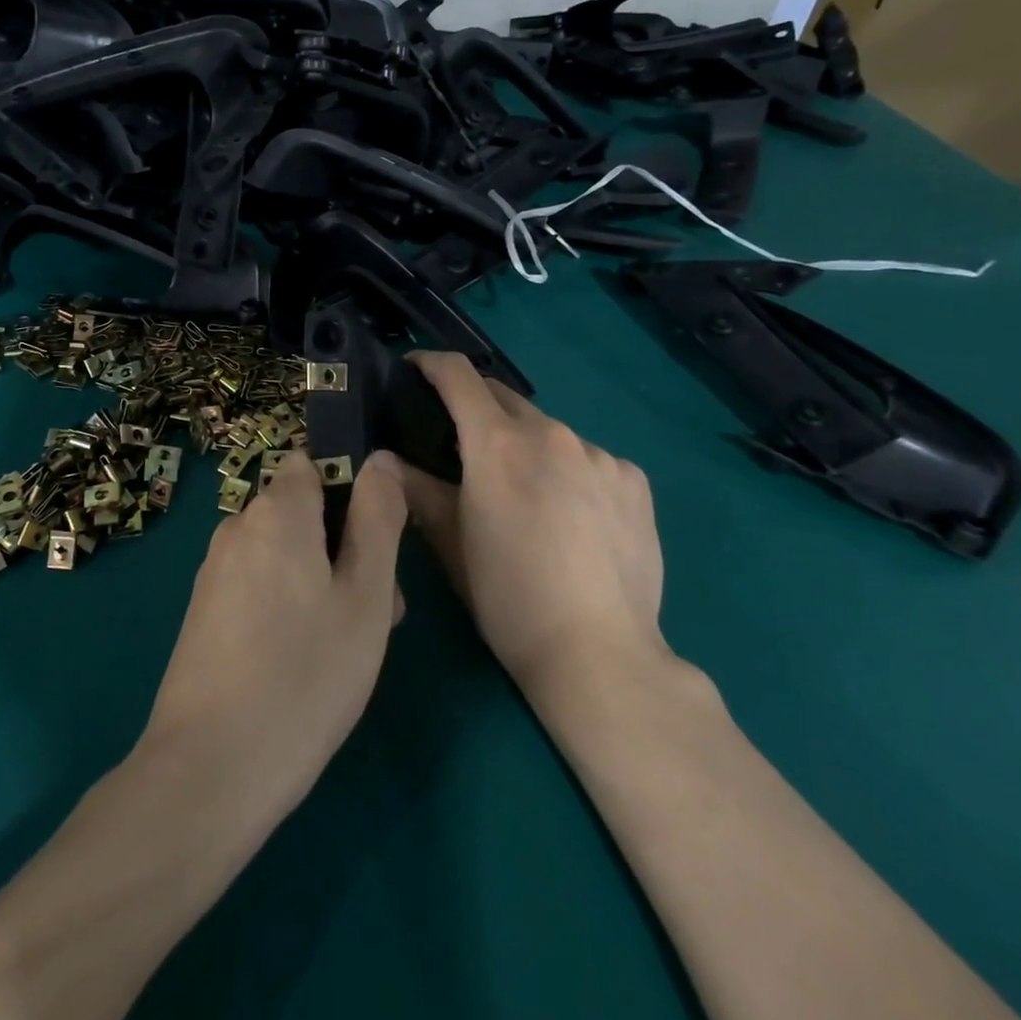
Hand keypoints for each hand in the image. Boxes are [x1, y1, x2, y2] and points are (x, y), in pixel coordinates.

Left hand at [139, 449, 408, 830]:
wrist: (210, 768)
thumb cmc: (305, 675)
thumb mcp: (364, 595)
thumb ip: (378, 518)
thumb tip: (380, 458)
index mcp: (275, 511)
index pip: (314, 463)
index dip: (351, 491)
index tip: (376, 544)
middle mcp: (237, 527)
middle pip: (302, 512)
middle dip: (344, 546)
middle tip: (377, 613)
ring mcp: (214, 570)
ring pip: (284, 553)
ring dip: (321, 580)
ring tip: (345, 646)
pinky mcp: (203, 611)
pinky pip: (258, 584)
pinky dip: (287, 604)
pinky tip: (302, 662)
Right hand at [402, 351, 673, 700]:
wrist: (600, 655)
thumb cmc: (509, 600)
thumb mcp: (451, 544)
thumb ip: (417, 489)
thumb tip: (385, 459)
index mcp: (497, 445)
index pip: (459, 375)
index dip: (431, 364)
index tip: (415, 371)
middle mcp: (551, 434)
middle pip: (504, 398)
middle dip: (477, 409)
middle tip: (462, 447)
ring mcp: (600, 455)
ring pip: (549, 431)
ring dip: (527, 445)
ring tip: (527, 494)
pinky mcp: (635, 480)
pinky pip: (590, 458)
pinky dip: (570, 471)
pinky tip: (573, 516)